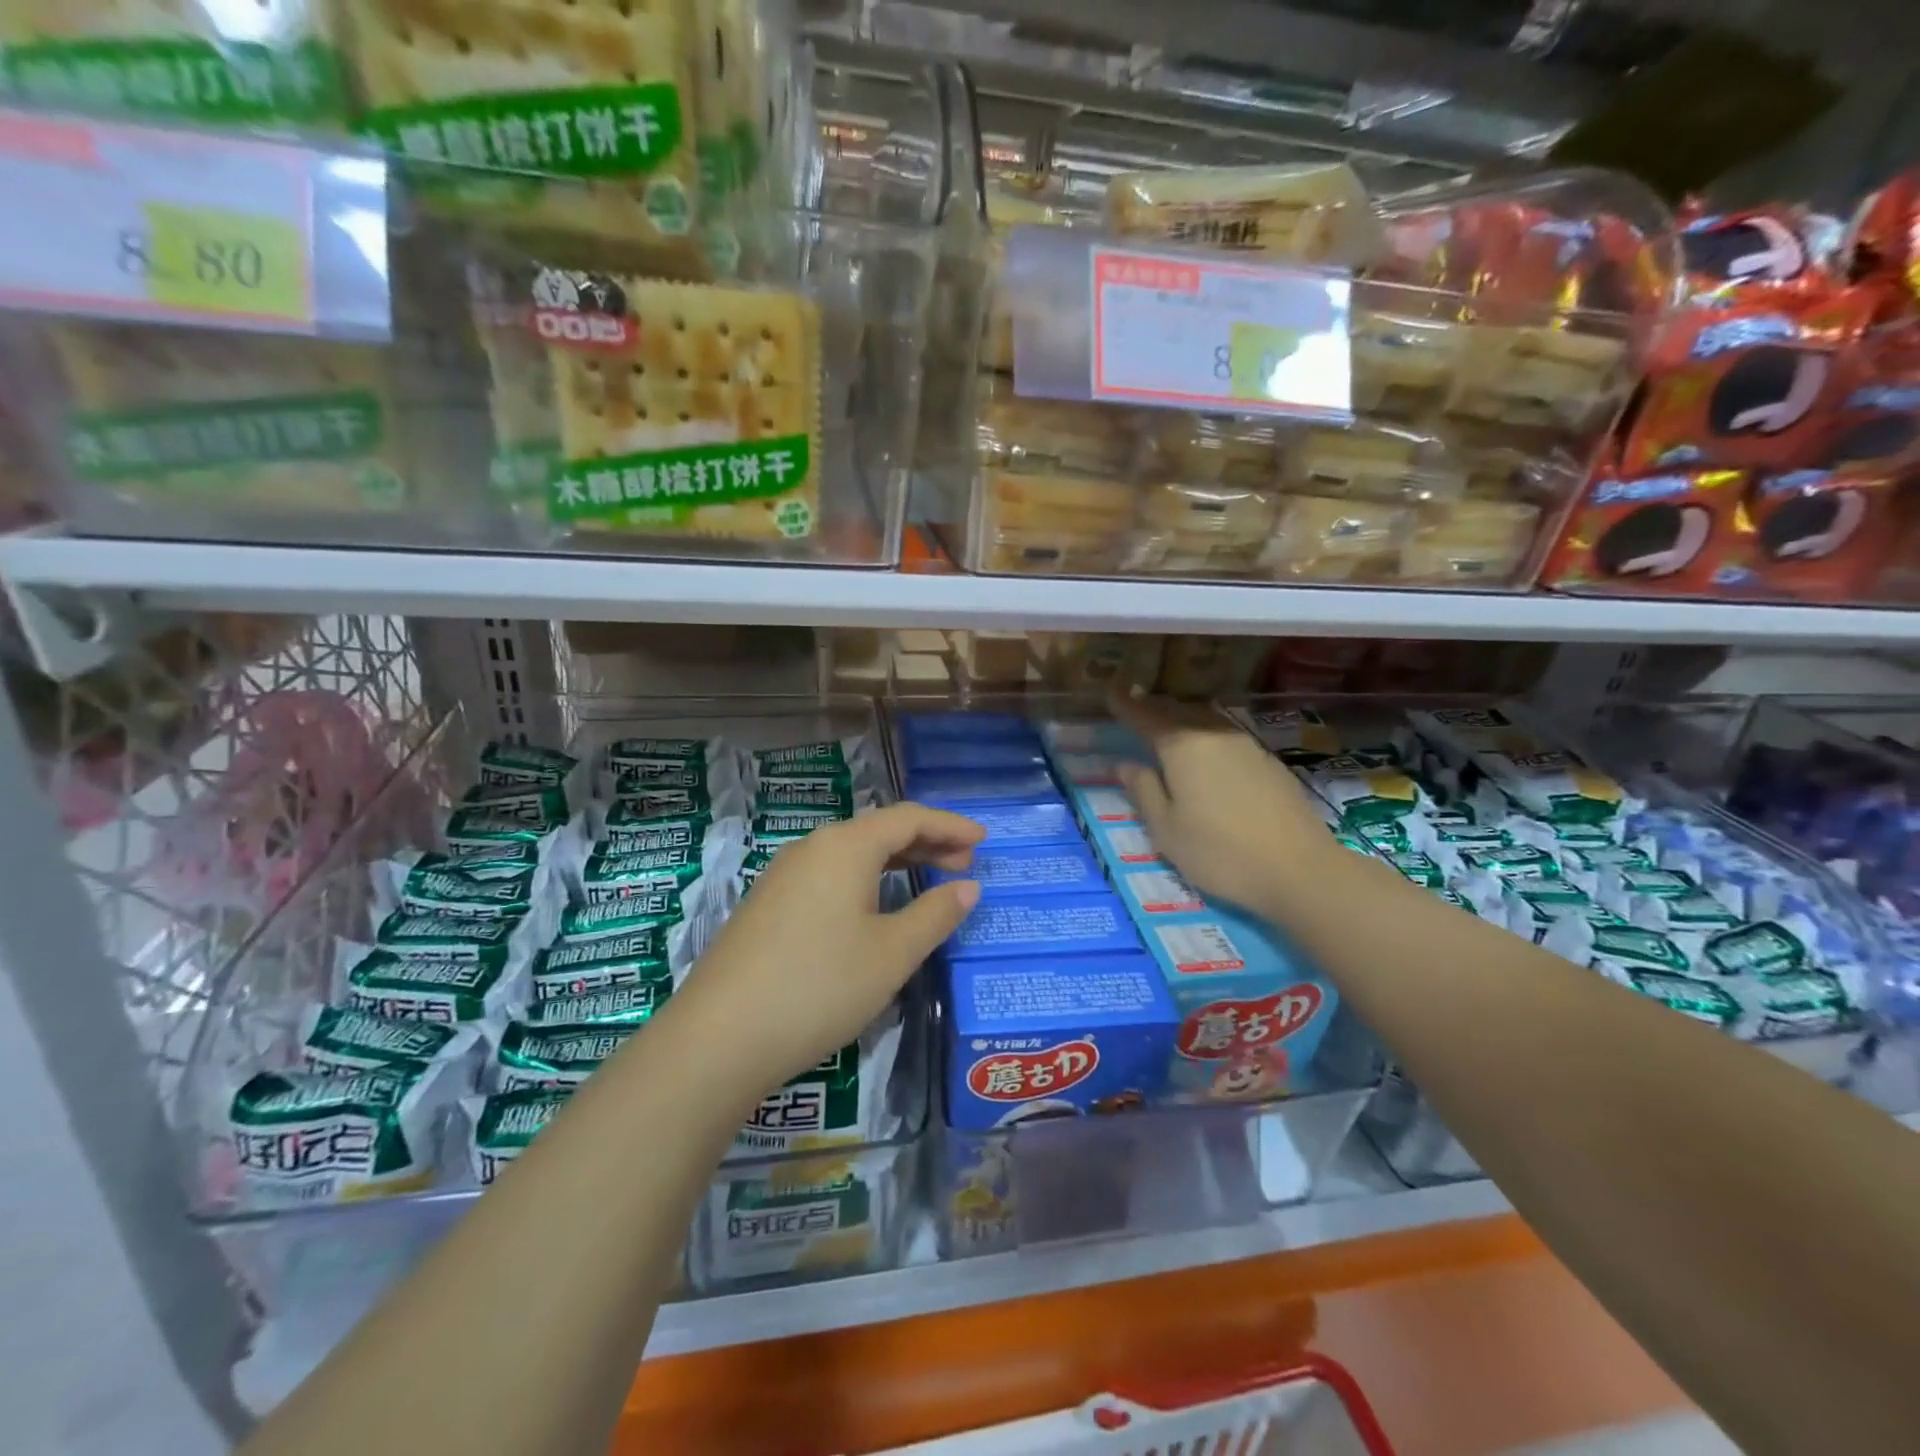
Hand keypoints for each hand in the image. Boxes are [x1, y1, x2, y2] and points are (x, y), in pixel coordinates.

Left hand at [670, 803, 984, 1100]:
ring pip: (852, 853)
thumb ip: (935, 914)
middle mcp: (812, 848)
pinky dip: (865, 880)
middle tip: (964, 864)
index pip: (909, 818)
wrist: (720, 1037)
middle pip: (879, 831)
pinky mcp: (768, 904)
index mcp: (845, 846)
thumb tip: (967, 886)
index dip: (950, 826)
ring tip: (927, 881)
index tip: (983, 840)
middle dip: (926, 843)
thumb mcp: (891, 953)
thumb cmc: (820, 986)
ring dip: (895, 862)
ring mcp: (783, 875)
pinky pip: (829, 874)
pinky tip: (873, 908)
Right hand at [1111, 692, 1338, 920]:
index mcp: (1182, 746)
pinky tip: (1209, 758)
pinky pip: (1228, 739)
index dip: (1126, 705)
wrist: (1300, 870)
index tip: (1110, 693)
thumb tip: (1125, 765)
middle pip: (1179, 712)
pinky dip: (1209, 739)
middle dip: (1155, 709)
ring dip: (1184, 721)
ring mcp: (1248, 747)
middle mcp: (1215, 735)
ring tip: (1170, 730)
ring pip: (1207, 722)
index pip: (1146, 716)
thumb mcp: (1166, 830)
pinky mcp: (1270, 764)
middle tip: (1136, 708)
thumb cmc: (1219, 852)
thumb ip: (1143, 792)